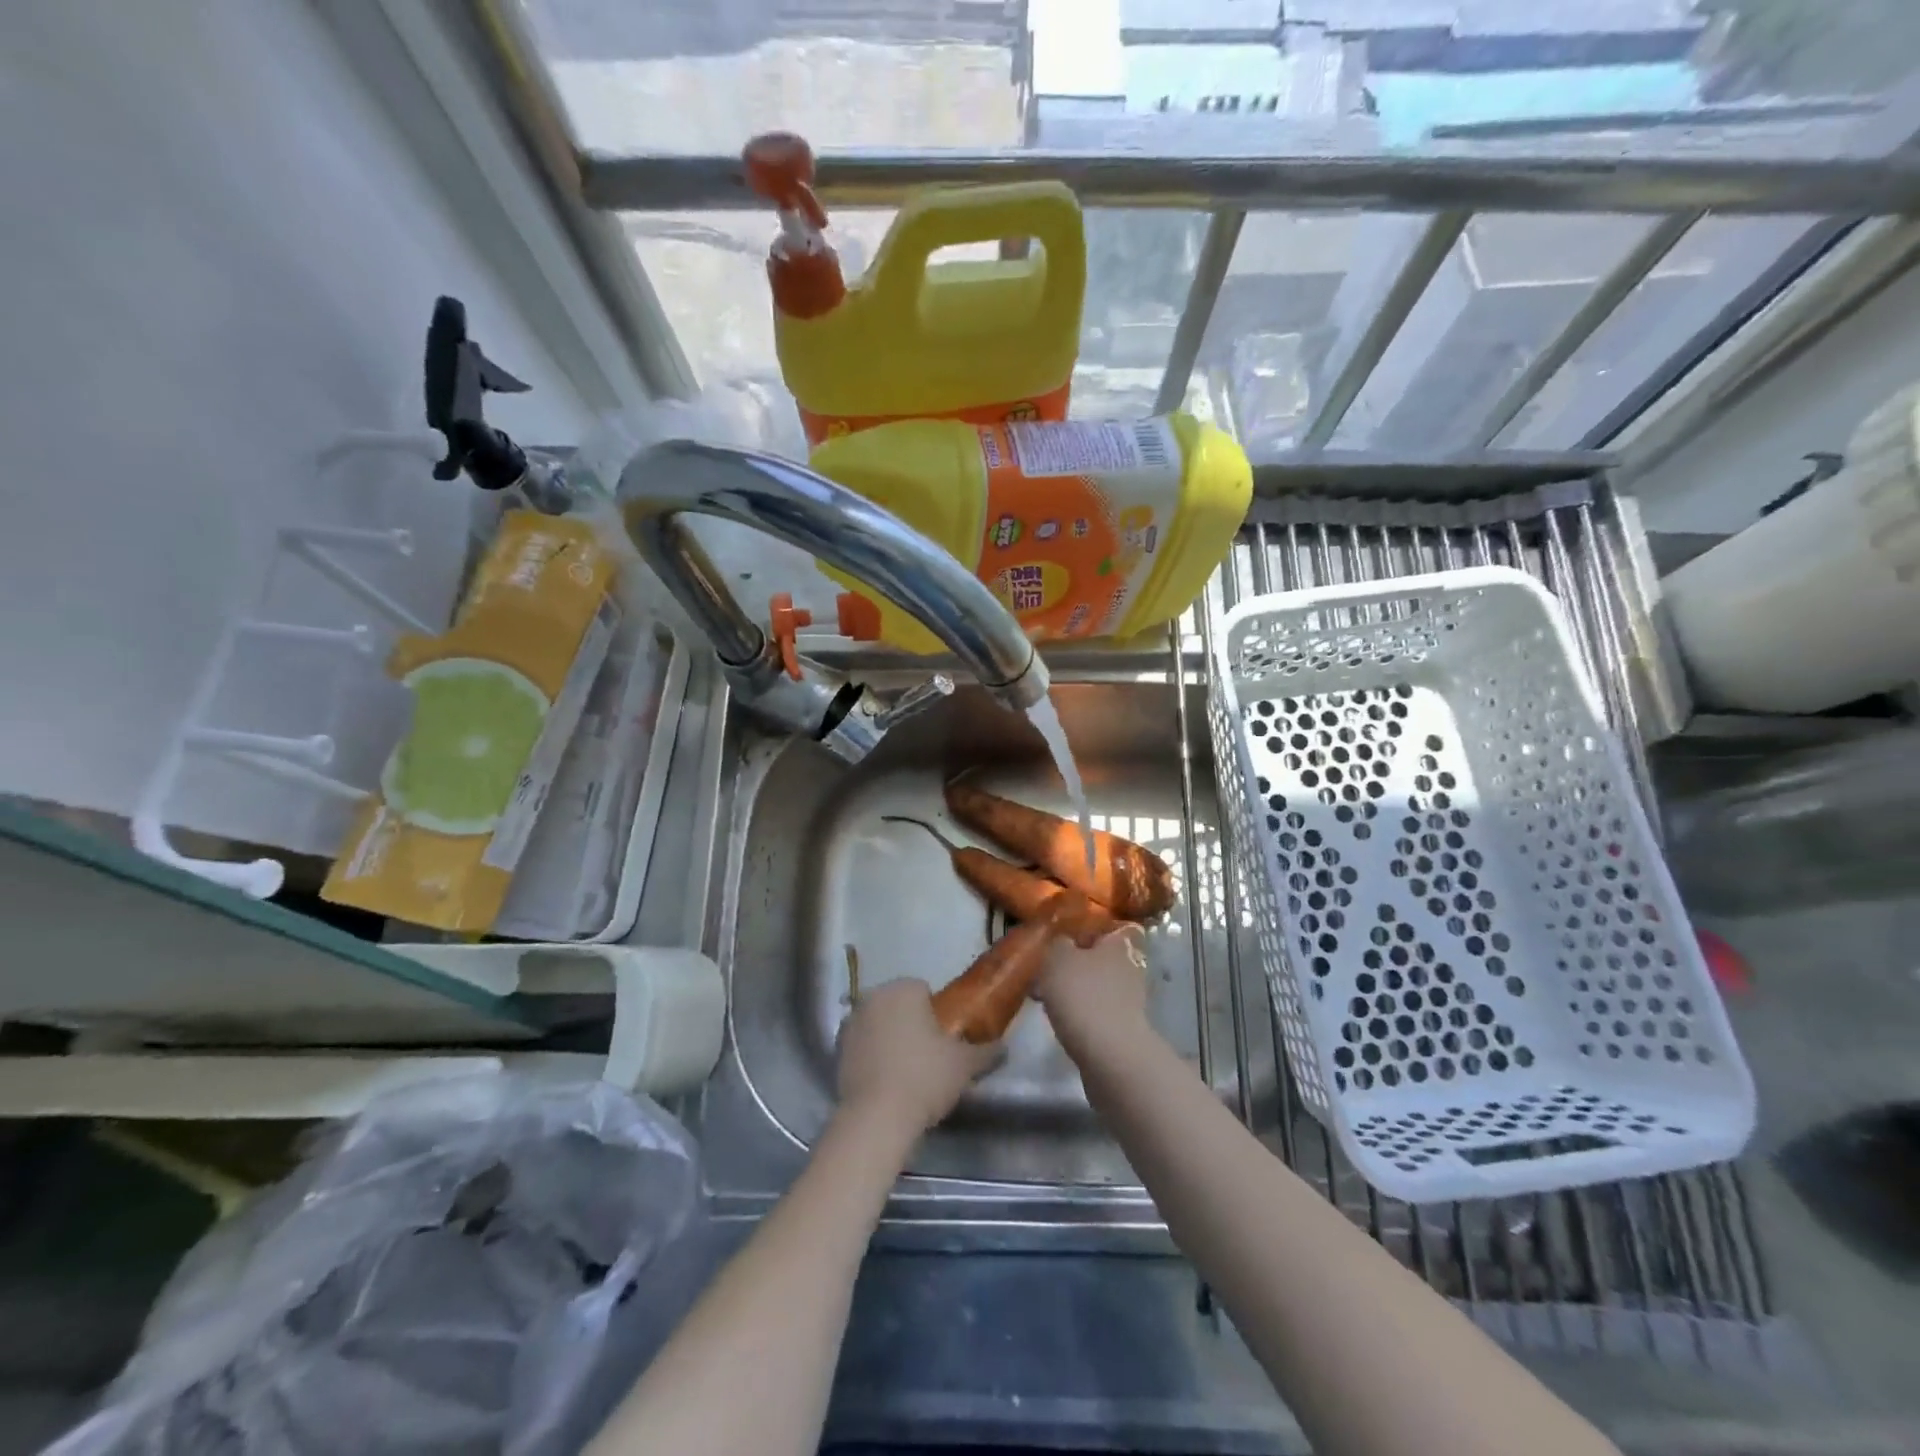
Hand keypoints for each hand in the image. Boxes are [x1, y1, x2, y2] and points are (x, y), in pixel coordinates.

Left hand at [836, 978, 1000, 1135]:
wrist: (876, 1118)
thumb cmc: (924, 1078)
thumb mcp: (964, 1065)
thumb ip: (986, 1051)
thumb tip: (1005, 1047)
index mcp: (903, 989)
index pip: (923, 990)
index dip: (936, 1013)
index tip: (944, 1040)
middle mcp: (873, 997)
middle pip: (899, 1005)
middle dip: (911, 1023)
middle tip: (929, 1056)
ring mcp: (851, 1022)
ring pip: (879, 1024)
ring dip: (890, 1038)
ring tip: (907, 1072)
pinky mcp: (837, 1050)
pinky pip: (863, 1046)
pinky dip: (873, 1056)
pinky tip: (886, 1082)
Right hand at [1035, 926, 1152, 1053]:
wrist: (1109, 1055)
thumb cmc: (1083, 995)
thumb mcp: (1057, 958)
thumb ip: (1058, 944)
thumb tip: (1063, 944)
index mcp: (1119, 944)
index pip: (1114, 928)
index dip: (1092, 931)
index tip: (1066, 939)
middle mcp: (1130, 968)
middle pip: (1102, 958)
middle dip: (1077, 964)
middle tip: (1049, 971)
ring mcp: (1129, 1000)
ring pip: (1097, 986)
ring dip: (1076, 990)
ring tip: (1046, 998)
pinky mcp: (1122, 1029)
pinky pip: (1096, 1011)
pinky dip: (1080, 1014)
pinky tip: (1059, 1020)